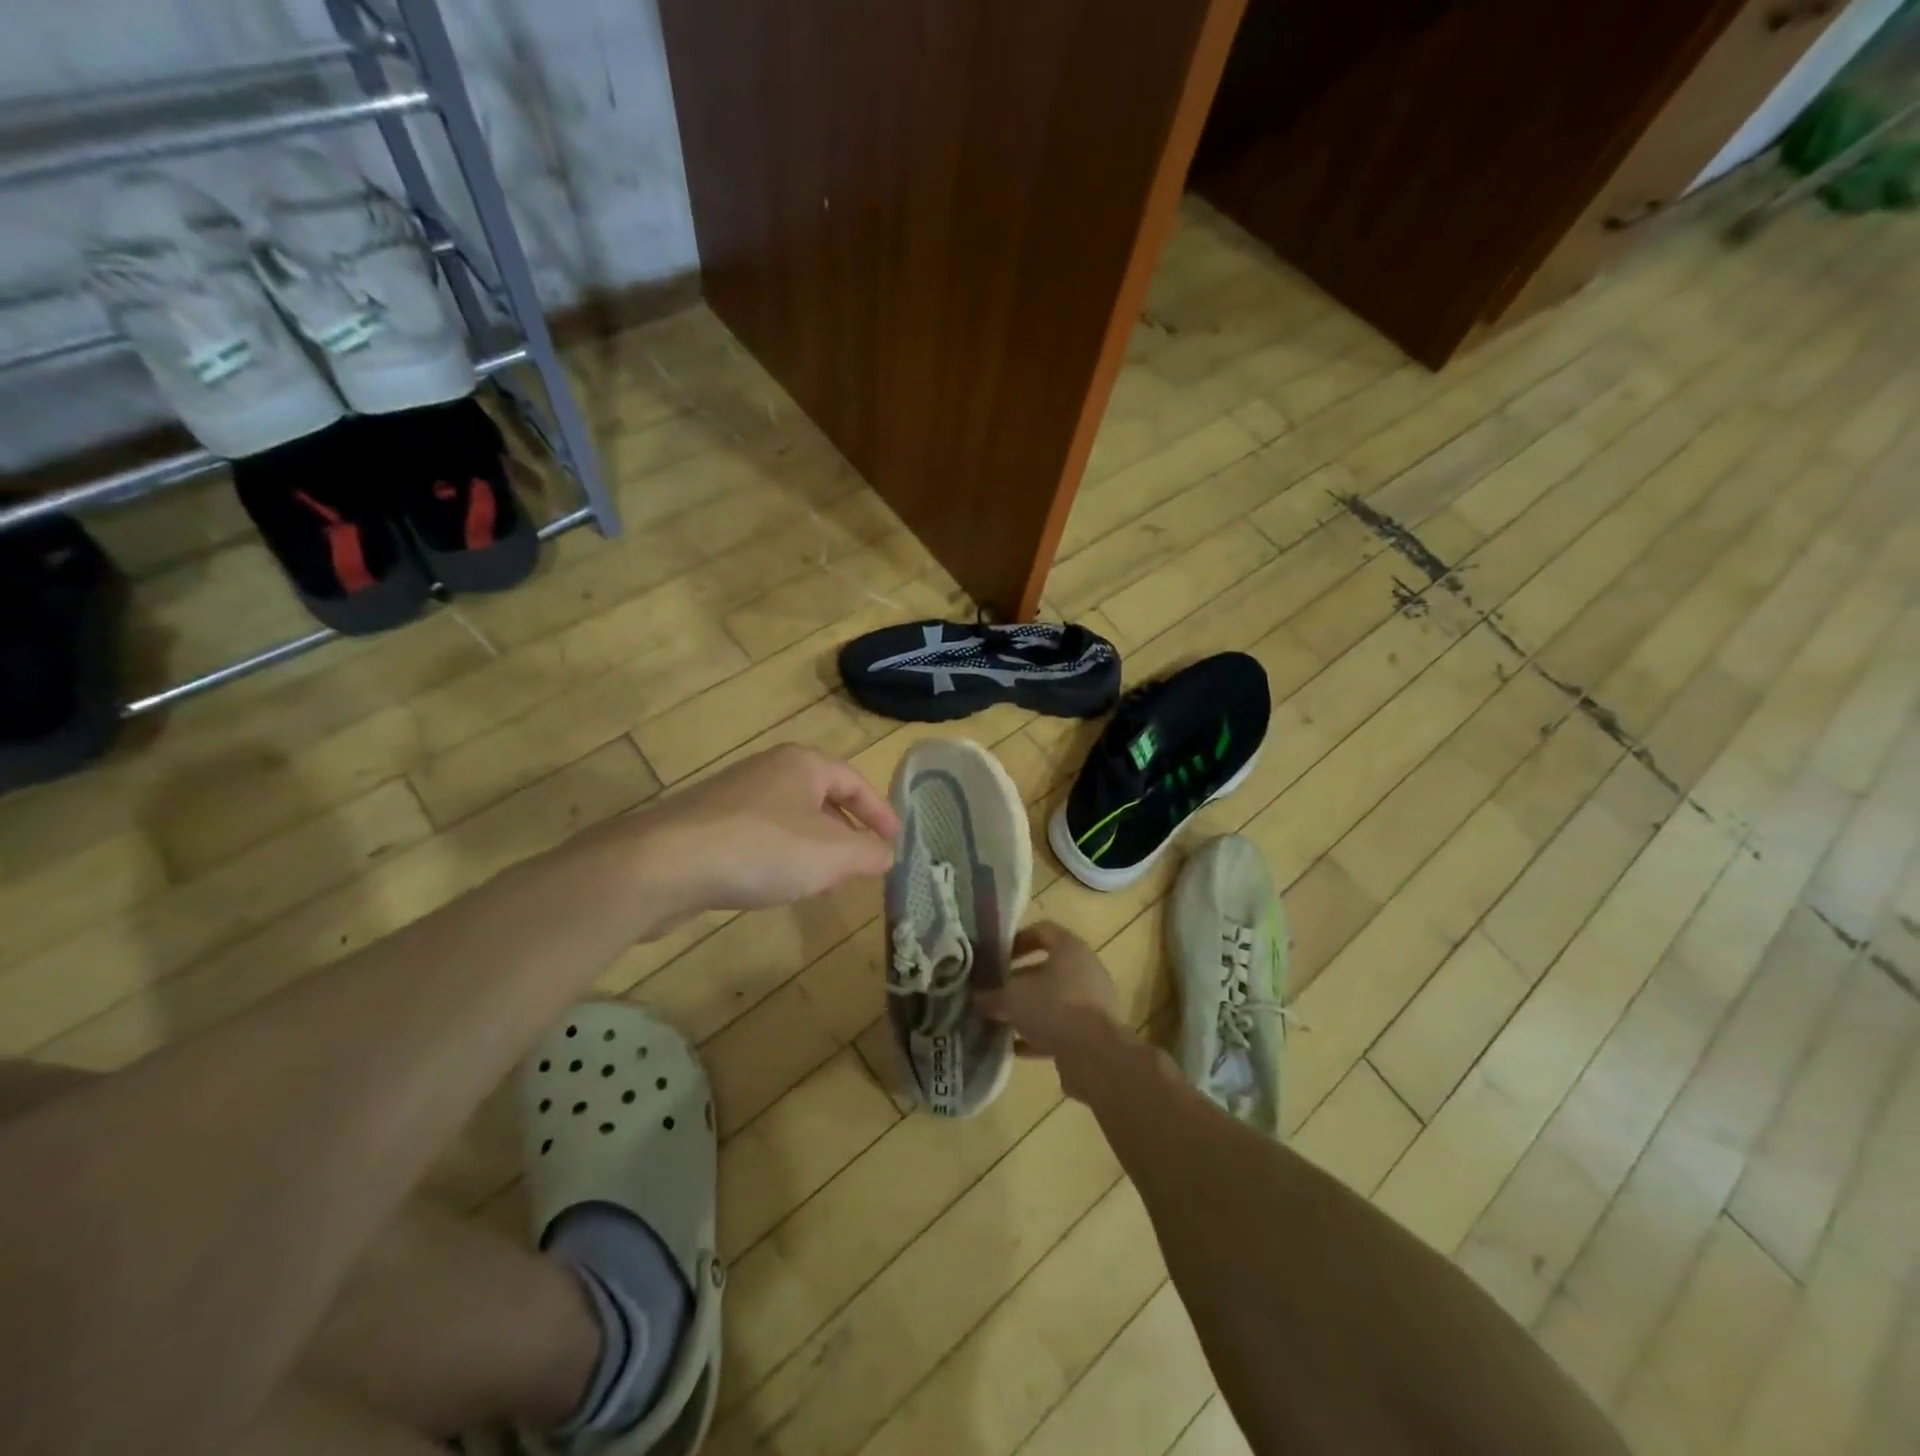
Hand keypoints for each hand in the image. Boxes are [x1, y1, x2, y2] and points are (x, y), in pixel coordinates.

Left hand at [634, 745, 899, 917]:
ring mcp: (733, 798)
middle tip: (861, 867)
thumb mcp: (833, 855)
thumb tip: (887, 855)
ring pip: (789, 822)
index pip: (855, 782)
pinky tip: (777, 889)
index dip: (880, 812)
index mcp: (802, 764)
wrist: (664, 865)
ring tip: (823, 885)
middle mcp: (768, 771)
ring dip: (813, 853)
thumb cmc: (763, 849)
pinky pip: (759, 839)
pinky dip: (780, 860)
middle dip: (845, 835)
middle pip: (821, 800)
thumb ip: (869, 854)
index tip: (895, 841)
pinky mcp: (706, 827)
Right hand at [978, 921, 1128, 1098]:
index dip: (1017, 940)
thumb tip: (977, 999)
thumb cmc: (1053, 1008)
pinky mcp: (1093, 1032)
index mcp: (1070, 949)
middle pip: (1047, 968)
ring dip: (1028, 1009)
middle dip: (1018, 980)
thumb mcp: (1013, 998)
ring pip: (1053, 999)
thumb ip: (992, 996)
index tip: (996, 956)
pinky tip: (1013, 1047)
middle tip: (994, 991)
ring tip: (1000, 1019)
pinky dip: (1038, 1035)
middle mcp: (1085, 970)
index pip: (1042, 931)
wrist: (1095, 1055)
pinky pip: (1060, 1027)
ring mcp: (1092, 1002)